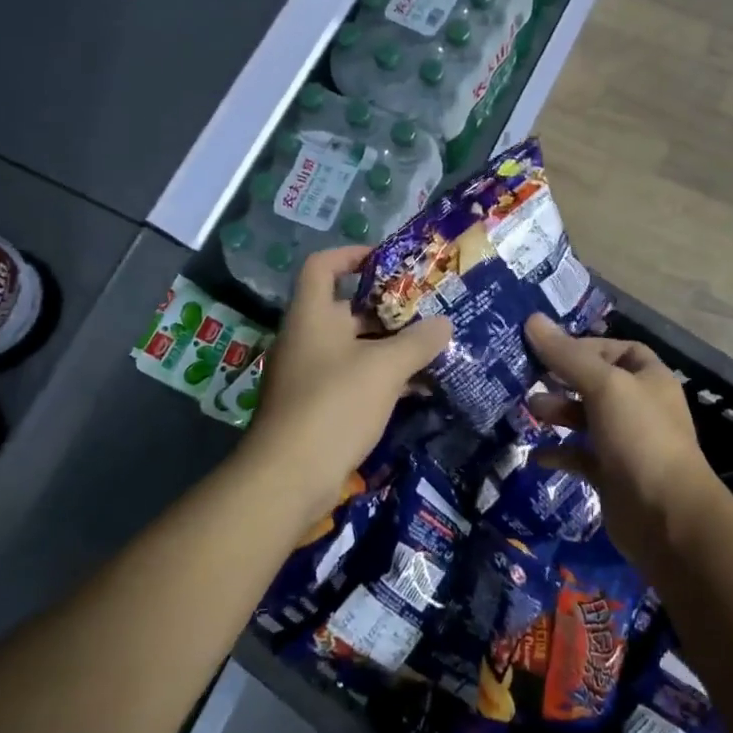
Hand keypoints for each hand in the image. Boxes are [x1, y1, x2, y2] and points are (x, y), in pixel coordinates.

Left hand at [247, 246, 451, 505]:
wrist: (288, 477)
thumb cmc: (335, 404)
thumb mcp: (385, 368)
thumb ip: (418, 342)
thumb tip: (444, 324)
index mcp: (312, 316)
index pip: (323, 266)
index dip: (351, 254)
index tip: (386, 260)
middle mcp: (306, 339)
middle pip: (345, 309)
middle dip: (386, 308)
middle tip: (426, 309)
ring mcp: (308, 375)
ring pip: (353, 348)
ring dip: (389, 347)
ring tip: (431, 347)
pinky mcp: (316, 407)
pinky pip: (352, 379)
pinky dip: (381, 379)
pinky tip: (416, 389)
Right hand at [524, 314, 726, 563]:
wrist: (666, 516)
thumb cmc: (640, 437)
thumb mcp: (603, 386)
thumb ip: (566, 355)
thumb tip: (531, 319)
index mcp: (649, 378)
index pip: (618, 350)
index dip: (586, 346)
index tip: (551, 350)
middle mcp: (640, 407)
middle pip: (597, 383)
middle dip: (563, 380)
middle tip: (529, 379)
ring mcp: (626, 443)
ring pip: (586, 419)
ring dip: (558, 413)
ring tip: (529, 411)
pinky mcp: (611, 476)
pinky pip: (580, 457)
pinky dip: (559, 453)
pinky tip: (534, 454)